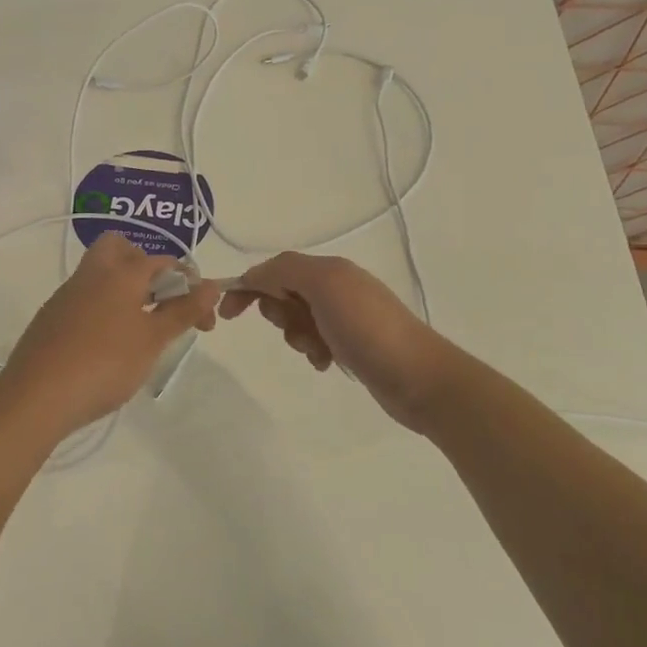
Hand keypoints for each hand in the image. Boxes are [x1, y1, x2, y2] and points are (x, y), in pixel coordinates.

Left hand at [0, 233, 219, 439]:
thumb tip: (211, 286)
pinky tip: (108, 344)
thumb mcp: (153, 339)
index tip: (204, 320)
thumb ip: (183, 310)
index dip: (190, 286)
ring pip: (101, 274)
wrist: (36, 396)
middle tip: (160, 302)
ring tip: (141, 330)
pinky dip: (103, 309)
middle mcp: (92, 273)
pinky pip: (85, 299)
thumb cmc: (105, 363)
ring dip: (125, 290)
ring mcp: (67, 294)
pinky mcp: (51, 317)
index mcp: (121, 271)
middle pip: (120, 249)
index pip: (164, 262)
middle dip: (145, 267)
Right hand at [219, 253, 465, 431]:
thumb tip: (256, 275)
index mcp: (330, 269)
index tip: (227, 315)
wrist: (418, 377)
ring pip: (298, 321)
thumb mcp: (325, 286)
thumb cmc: (368, 329)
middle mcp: (338, 288)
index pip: (276, 269)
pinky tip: (326, 363)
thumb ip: (286, 271)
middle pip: (284, 294)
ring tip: (318, 350)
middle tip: (296, 328)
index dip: (249, 286)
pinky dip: (313, 352)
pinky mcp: (353, 345)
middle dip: (280, 314)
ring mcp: (347, 317)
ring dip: (298, 336)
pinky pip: (316, 342)